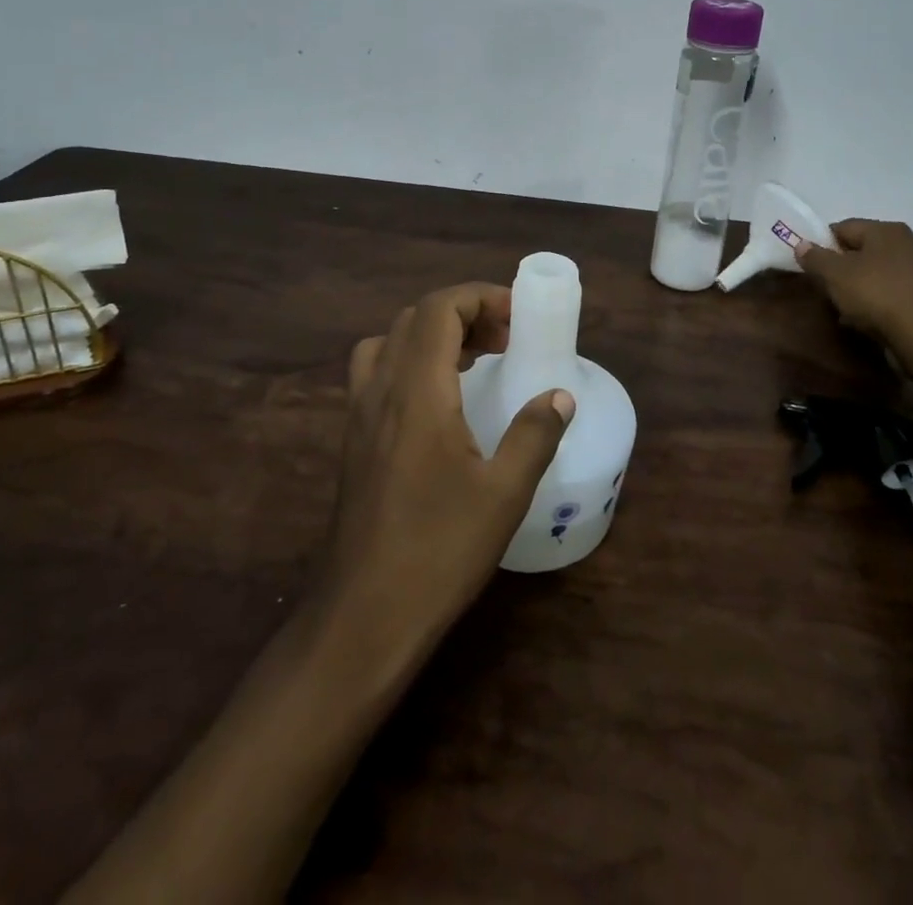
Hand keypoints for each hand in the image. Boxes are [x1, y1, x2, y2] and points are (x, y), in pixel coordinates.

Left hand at [322, 282, 573, 660]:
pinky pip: (376, 372)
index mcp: (417, 392)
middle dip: (463, 313)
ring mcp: (359, 415)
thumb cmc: (439, 550)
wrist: (364, 615)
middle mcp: (381, 390)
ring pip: (389, 341)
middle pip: (414, 318)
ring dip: (433, 335)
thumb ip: (535, 435)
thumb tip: (559, 395)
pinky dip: (410, 361)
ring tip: (475, 361)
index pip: (438, 310)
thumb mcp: (504, 494)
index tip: (518, 318)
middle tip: (505, 341)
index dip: (479, 297)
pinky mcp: (353, 439)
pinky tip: (439, 402)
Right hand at [794, 220, 912, 376]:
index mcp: (885, 229)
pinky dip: (876, 301)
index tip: (810, 265)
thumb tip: (801, 244)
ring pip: (875, 273)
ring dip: (857, 287)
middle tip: (825, 287)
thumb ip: (815, 257)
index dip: (822, 244)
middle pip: (860, 250)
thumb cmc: (876, 293)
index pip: (843, 227)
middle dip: (840, 268)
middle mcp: (906, 243)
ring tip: (843, 307)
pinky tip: (865, 318)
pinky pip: (890, 292)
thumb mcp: (835, 274)